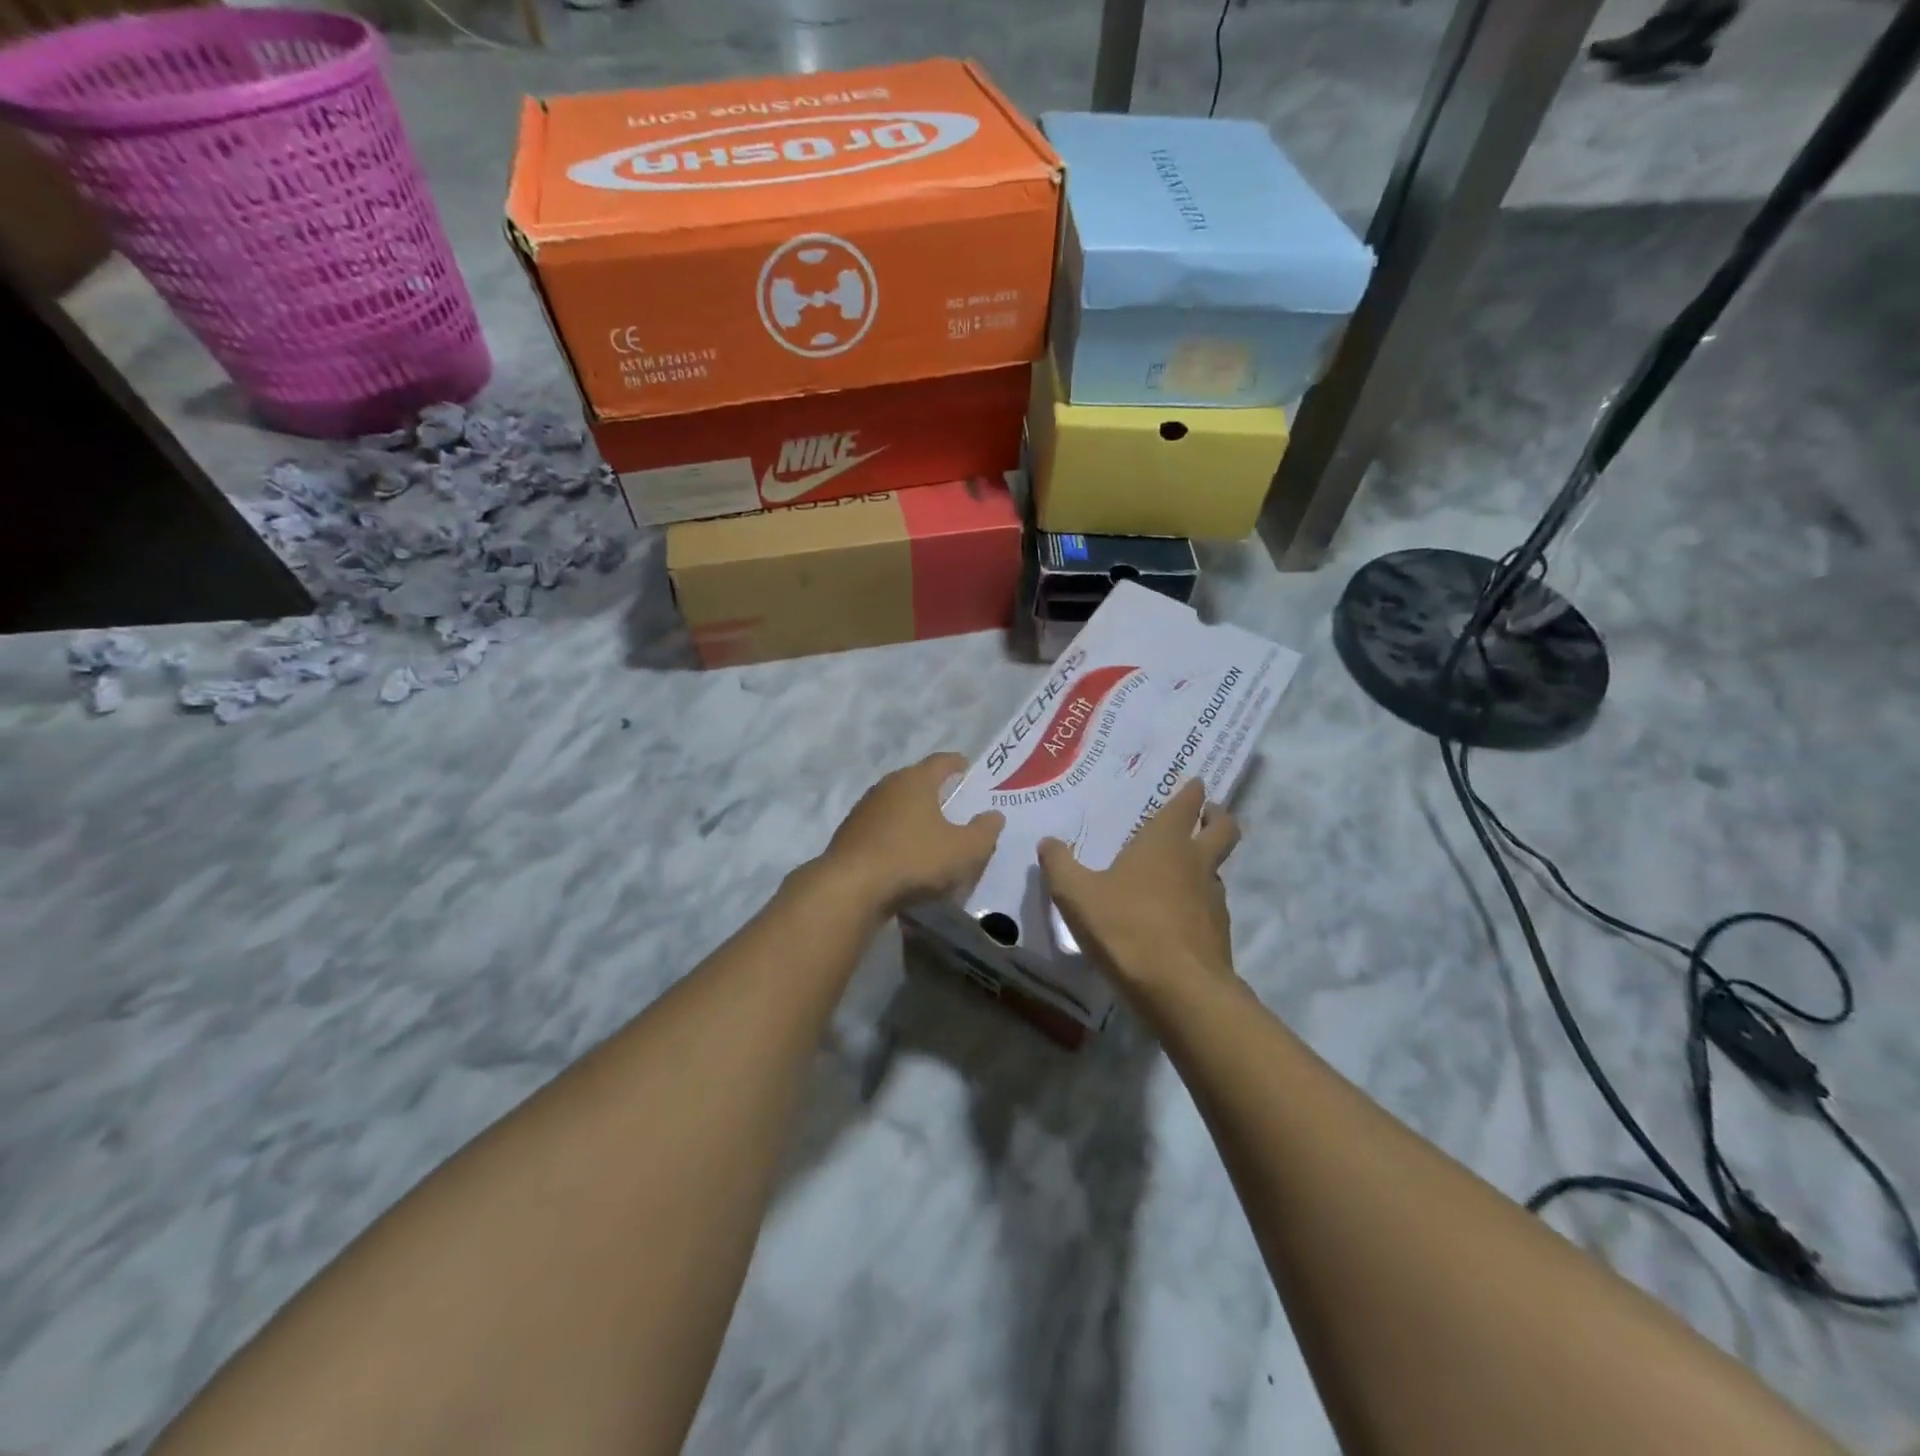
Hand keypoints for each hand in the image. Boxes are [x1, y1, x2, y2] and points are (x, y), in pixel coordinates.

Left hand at [813, 753, 1003, 917]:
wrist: (851, 887)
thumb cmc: (914, 859)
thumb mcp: (963, 850)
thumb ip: (984, 831)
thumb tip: (994, 815)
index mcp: (916, 781)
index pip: (941, 761)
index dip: (956, 763)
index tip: (966, 768)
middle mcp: (887, 786)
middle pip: (915, 780)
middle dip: (934, 789)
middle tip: (951, 800)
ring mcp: (864, 809)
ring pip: (895, 803)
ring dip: (912, 812)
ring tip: (928, 828)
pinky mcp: (849, 834)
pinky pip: (880, 827)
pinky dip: (894, 833)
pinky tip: (902, 851)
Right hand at [1039, 779, 1240, 1001]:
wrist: (1179, 989)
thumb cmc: (1126, 928)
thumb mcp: (1076, 895)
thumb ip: (1059, 865)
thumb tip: (1048, 842)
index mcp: (1164, 843)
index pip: (1186, 804)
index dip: (1192, 791)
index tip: (1196, 782)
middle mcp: (1195, 862)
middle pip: (1223, 828)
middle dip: (1217, 815)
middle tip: (1208, 812)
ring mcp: (1213, 898)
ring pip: (1217, 868)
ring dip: (1206, 861)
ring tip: (1181, 870)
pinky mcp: (1218, 932)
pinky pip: (1210, 904)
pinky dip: (1198, 901)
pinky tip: (1176, 916)